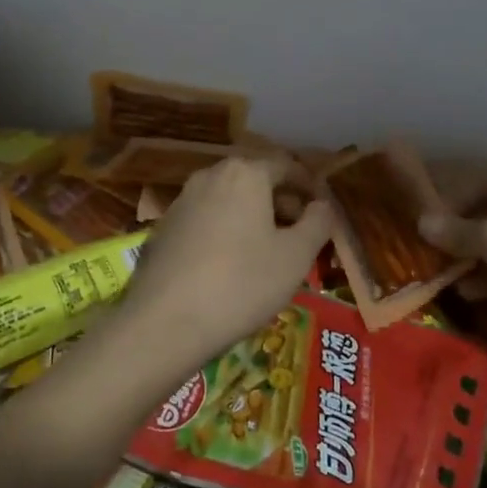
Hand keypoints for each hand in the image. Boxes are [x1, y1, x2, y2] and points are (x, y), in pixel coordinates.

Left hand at [121, 155, 333, 366]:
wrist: (165, 321)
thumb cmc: (242, 283)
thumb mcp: (295, 257)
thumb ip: (317, 223)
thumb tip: (322, 205)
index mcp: (245, 174)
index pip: (286, 166)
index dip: (308, 186)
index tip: (322, 211)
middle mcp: (210, 176)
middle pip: (255, 180)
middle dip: (280, 203)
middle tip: (299, 236)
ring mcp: (182, 200)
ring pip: (229, 200)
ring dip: (252, 218)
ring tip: (268, 253)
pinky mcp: (164, 228)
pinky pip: (205, 220)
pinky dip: (225, 232)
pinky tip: (230, 266)